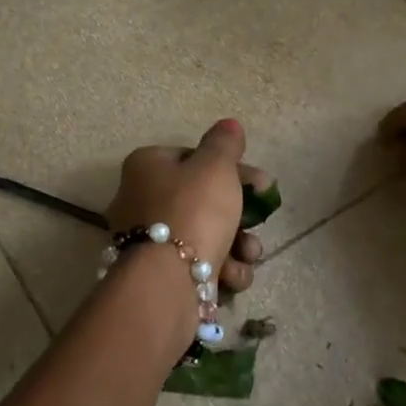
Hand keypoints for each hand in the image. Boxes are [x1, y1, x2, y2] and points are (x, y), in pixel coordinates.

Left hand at [105, 119, 269, 293]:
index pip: (192, 157)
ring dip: (238, 244)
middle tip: (263, 218)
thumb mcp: (215, 166)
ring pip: (207, 235)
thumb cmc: (192, 210)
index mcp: (146, 167)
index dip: (230, 168)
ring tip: (250, 252)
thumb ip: (225, 144)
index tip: (259, 182)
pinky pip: (200, 266)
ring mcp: (150, 242)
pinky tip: (232, 275)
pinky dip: (222, 270)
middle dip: (240, 211)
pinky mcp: (163, 276)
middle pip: (203, 199)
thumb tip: (229, 125)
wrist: (168, 281)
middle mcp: (142, 201)